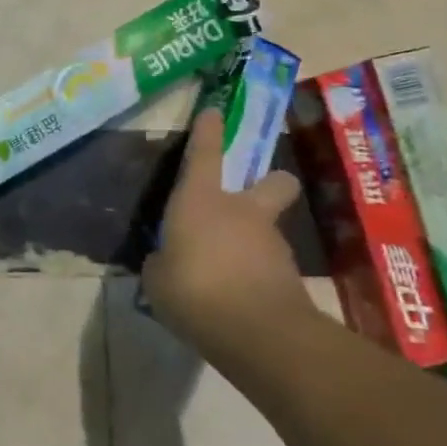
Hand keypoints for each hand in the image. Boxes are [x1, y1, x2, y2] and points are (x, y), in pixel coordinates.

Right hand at [143, 108, 311, 341]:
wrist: (258, 334)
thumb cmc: (193, 291)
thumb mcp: (156, 278)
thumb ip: (163, 261)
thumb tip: (167, 260)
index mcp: (201, 201)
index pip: (205, 154)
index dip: (208, 131)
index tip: (215, 111)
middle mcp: (242, 212)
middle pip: (273, 182)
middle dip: (268, 184)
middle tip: (251, 199)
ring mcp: (272, 243)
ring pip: (267, 229)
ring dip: (251, 242)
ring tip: (222, 275)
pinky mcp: (290, 276)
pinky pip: (266, 266)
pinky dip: (253, 275)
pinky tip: (235, 299)